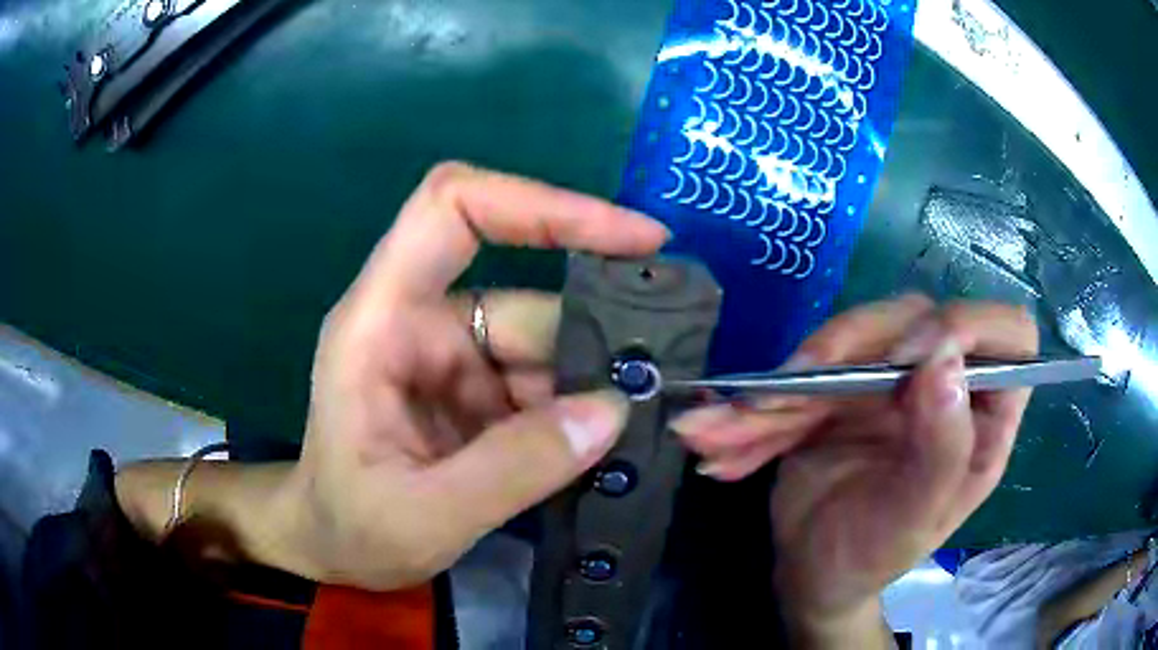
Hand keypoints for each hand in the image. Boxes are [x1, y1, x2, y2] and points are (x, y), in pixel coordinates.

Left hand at [275, 162, 668, 588]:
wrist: (331, 549)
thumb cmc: (350, 528)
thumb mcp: (425, 515)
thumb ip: (515, 468)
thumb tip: (612, 410)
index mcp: (381, 321)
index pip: (453, 210)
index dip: (541, 204)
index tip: (630, 238)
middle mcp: (420, 323)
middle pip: (526, 299)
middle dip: (595, 343)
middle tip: (660, 386)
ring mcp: (451, 358)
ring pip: (545, 348)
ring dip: (591, 389)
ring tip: (637, 433)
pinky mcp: (474, 393)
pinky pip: (543, 386)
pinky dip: (577, 414)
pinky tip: (604, 448)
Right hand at [673, 295, 1036, 642]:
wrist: (812, 572)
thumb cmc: (874, 557)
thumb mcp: (913, 520)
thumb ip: (942, 449)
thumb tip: (944, 361)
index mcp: (985, 416)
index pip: (1009, 334)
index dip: (969, 326)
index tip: (909, 359)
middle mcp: (946, 384)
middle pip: (916, 317)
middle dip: (849, 346)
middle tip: (794, 389)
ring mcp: (892, 379)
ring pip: (851, 335)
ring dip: (786, 382)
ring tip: (730, 430)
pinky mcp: (845, 384)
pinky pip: (803, 370)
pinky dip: (758, 404)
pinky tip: (719, 440)